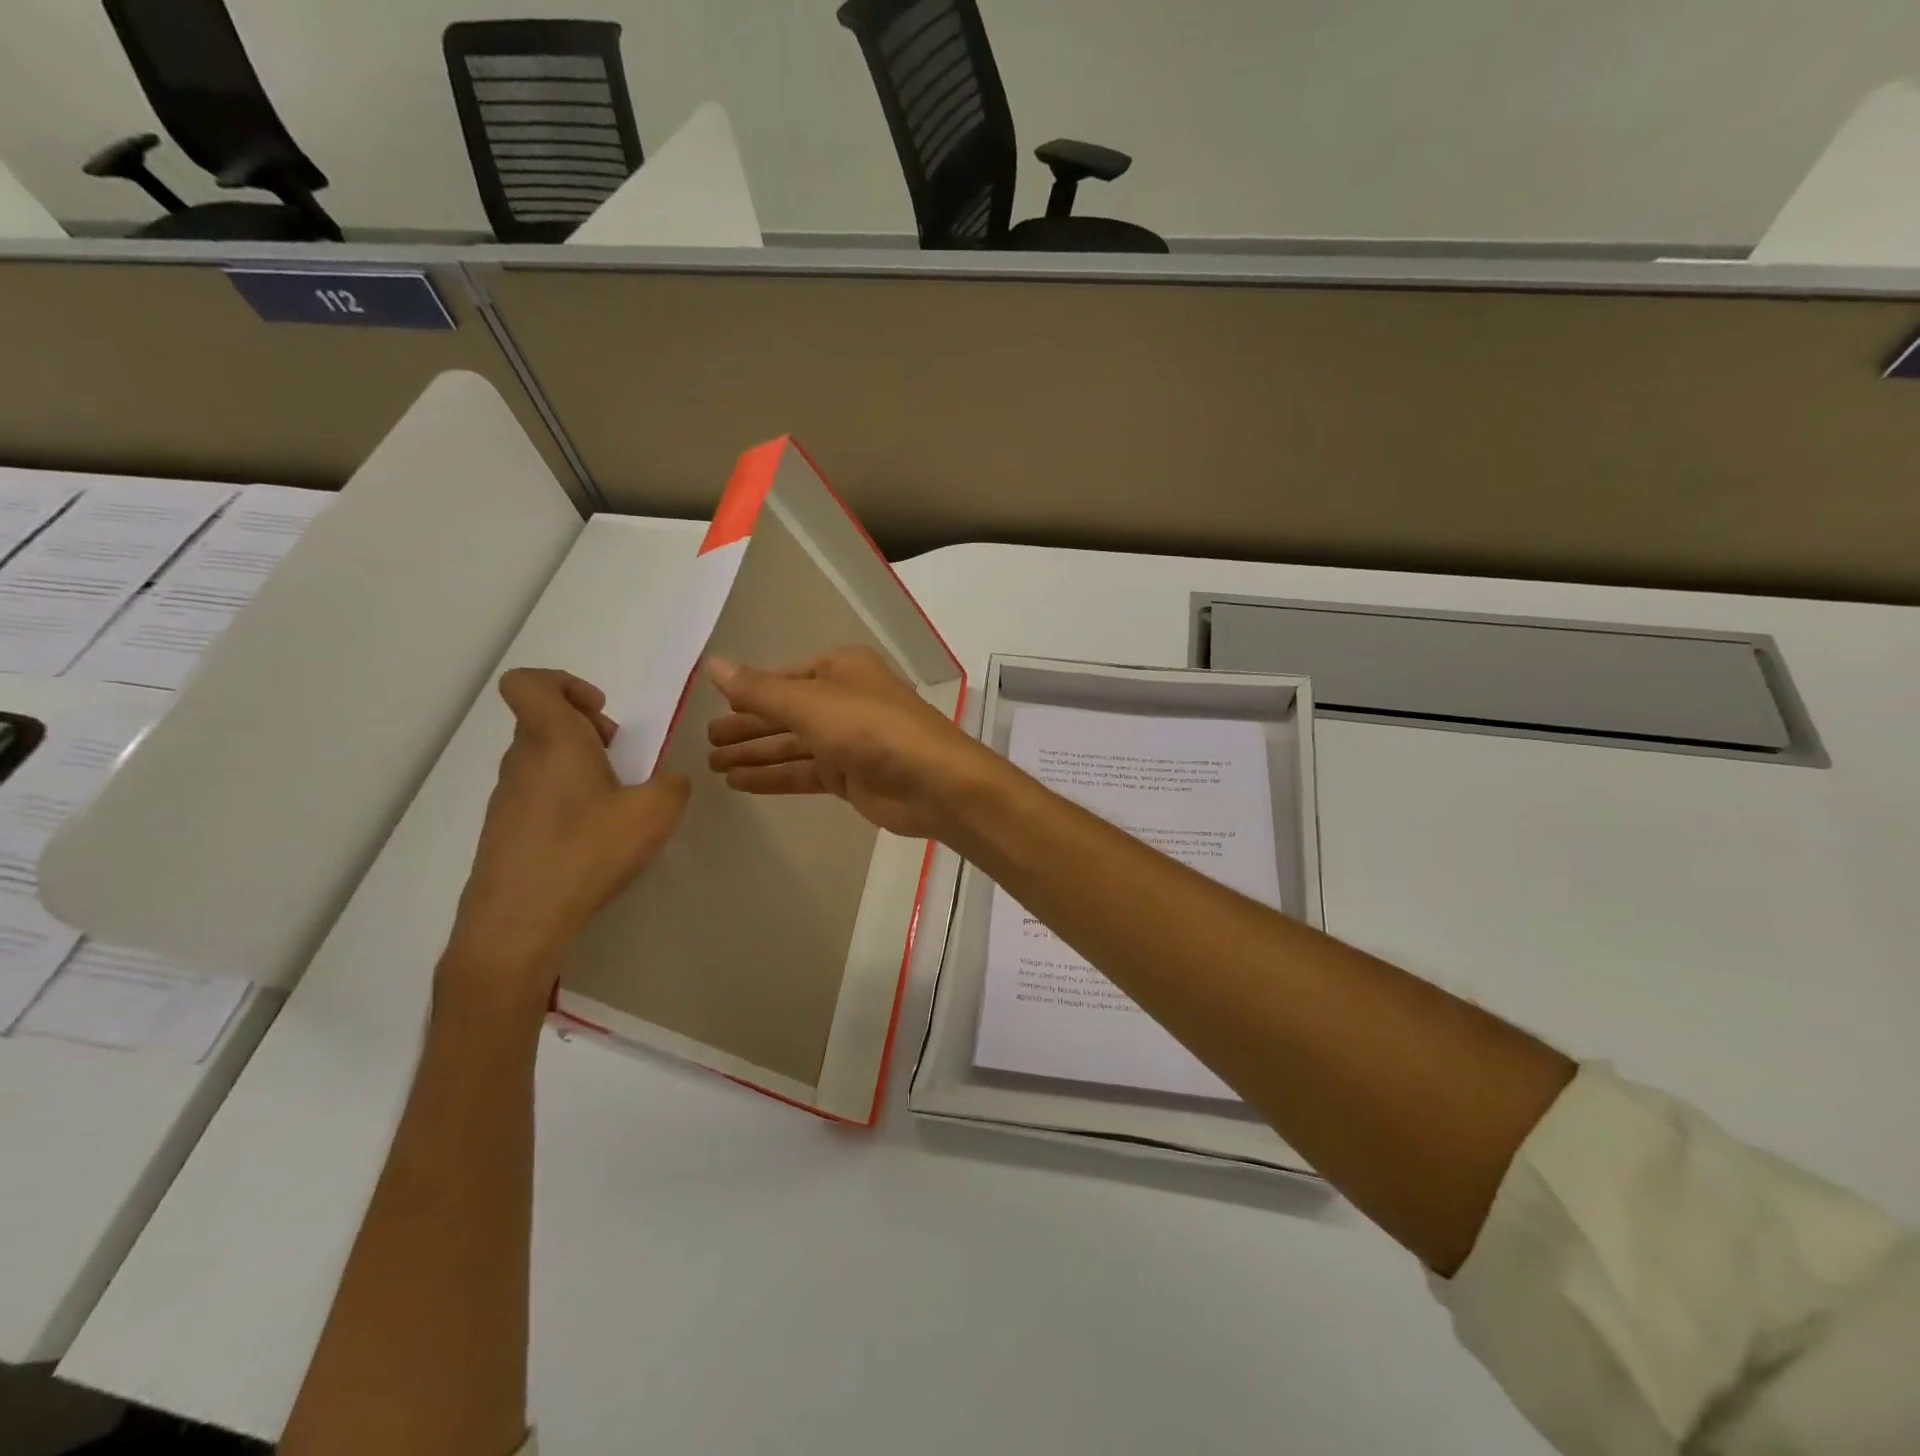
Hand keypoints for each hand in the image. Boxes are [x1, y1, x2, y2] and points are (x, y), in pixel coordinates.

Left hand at [444, 669, 688, 1012]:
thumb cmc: (587, 852)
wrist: (518, 922)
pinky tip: (591, 839)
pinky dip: (566, 802)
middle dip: (587, 731)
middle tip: (621, 761)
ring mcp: (507, 798)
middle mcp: (522, 761)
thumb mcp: (655, 813)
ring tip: (613, 806)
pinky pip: (537, 796)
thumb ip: (672, 785)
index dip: (564, 684)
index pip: (529, 683)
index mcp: (553, 741)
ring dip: (579, 768)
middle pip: (544, 721)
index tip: (600, 713)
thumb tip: (669, 780)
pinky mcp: (503, 832)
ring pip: (542, 760)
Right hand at [706, 647, 991, 839]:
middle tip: (704, 742)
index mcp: (840, 669)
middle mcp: (844, 700)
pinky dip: (774, 777)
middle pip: (785, 712)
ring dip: (755, 754)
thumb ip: (759, 690)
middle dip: (746, 727)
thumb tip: (712, 665)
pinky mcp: (850, 776)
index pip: (783, 677)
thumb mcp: (809, 703)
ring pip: (791, 744)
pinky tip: (740, 783)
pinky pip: (803, 772)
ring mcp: (848, 741)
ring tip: (712, 766)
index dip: (749, 692)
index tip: (711, 707)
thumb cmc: (870, 729)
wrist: (931, 782)